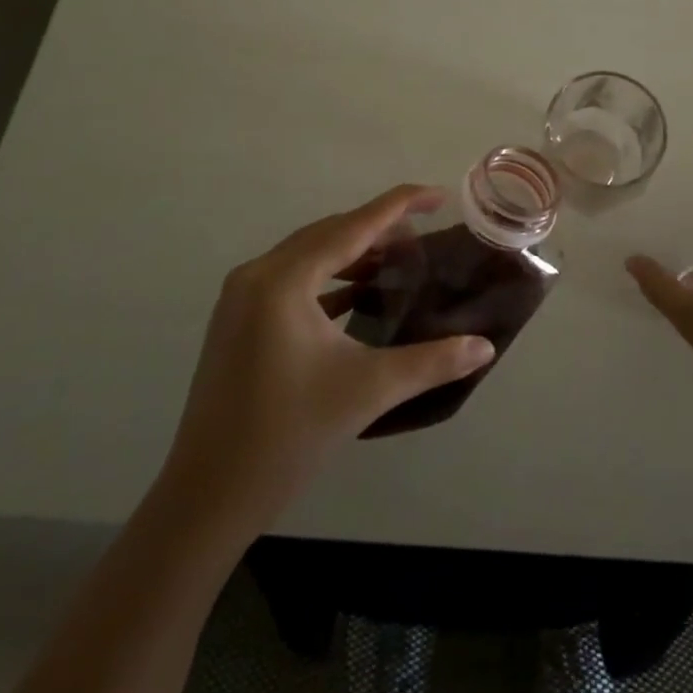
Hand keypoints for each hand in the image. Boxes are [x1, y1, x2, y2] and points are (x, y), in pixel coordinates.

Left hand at [162, 185, 495, 511]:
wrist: (207, 497)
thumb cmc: (288, 436)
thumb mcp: (367, 391)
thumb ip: (432, 362)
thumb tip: (485, 347)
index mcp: (284, 280)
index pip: (353, 226)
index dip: (400, 205)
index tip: (439, 195)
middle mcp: (258, 274)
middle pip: (330, 233)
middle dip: (379, 229)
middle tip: (424, 236)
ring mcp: (241, 297)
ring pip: (309, 255)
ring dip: (353, 253)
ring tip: (398, 261)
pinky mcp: (237, 320)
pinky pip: (292, 279)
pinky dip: (329, 278)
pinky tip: (358, 293)